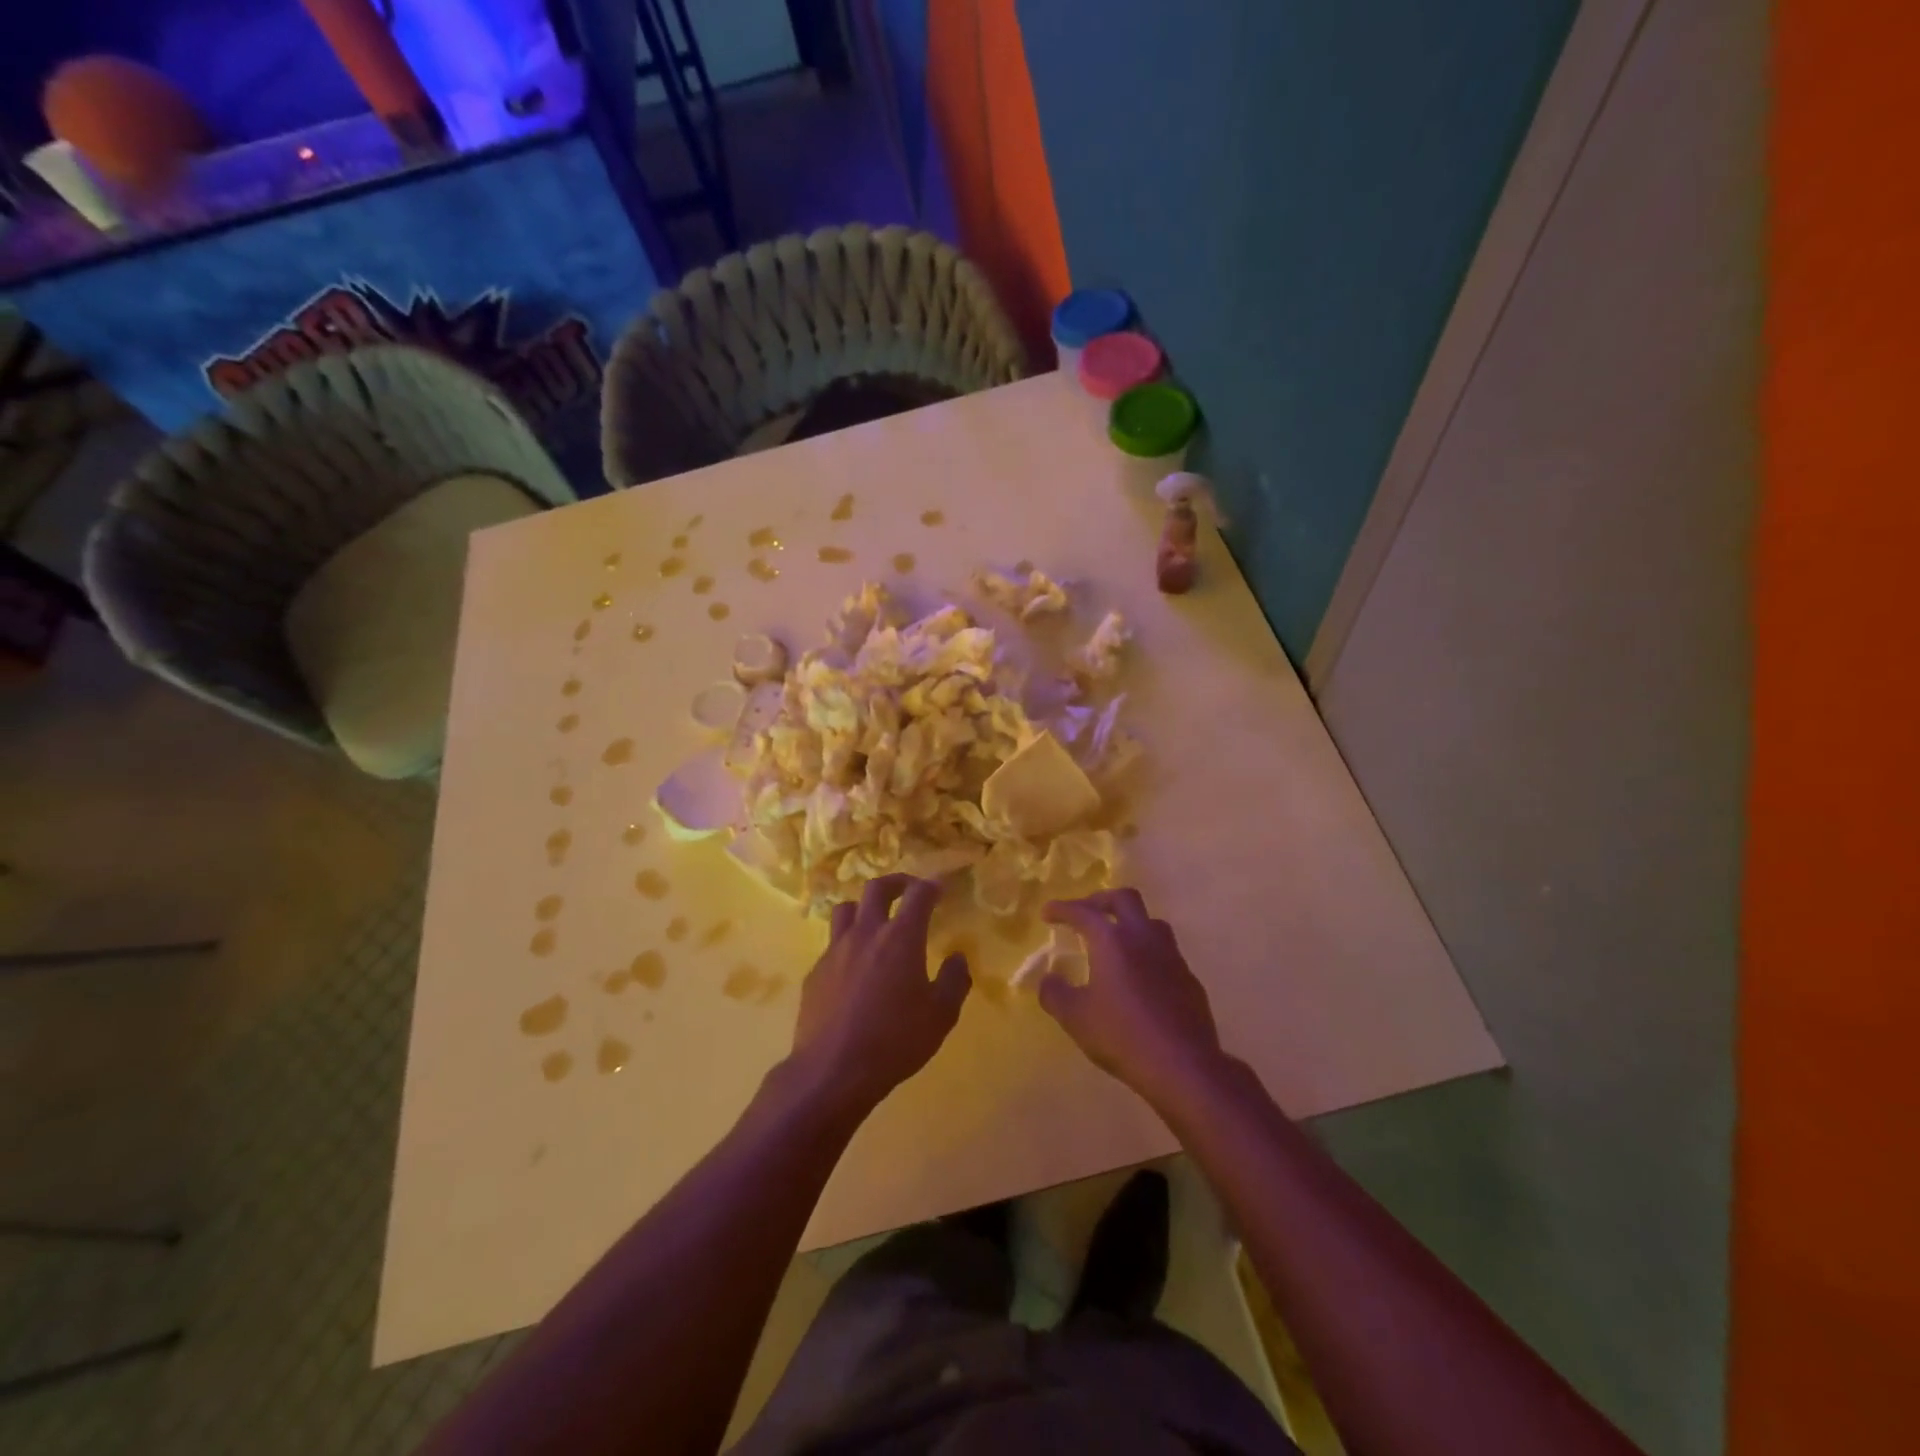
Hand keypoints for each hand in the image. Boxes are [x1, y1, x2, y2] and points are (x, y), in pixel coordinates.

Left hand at [789, 875, 970, 1114]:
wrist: (832, 1070)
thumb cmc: (895, 1041)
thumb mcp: (940, 1016)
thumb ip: (954, 981)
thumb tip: (957, 958)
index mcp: (900, 937)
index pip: (918, 895)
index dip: (931, 886)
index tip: (940, 889)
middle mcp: (866, 933)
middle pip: (876, 888)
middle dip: (896, 882)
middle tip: (908, 890)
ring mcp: (835, 950)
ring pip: (846, 909)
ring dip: (864, 907)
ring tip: (875, 922)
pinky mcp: (815, 972)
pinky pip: (832, 944)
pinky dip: (847, 944)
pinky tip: (855, 968)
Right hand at [1041, 889, 1223, 1105]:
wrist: (1183, 1065)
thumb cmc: (1122, 1036)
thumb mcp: (1075, 1018)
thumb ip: (1055, 993)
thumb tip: (1049, 979)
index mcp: (1112, 940)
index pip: (1083, 911)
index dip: (1062, 909)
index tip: (1048, 913)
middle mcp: (1143, 937)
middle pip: (1124, 899)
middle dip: (1101, 901)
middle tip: (1085, 914)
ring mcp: (1171, 955)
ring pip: (1150, 922)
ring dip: (1129, 923)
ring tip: (1114, 942)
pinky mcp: (1188, 977)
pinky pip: (1165, 952)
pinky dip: (1147, 953)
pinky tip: (1139, 977)